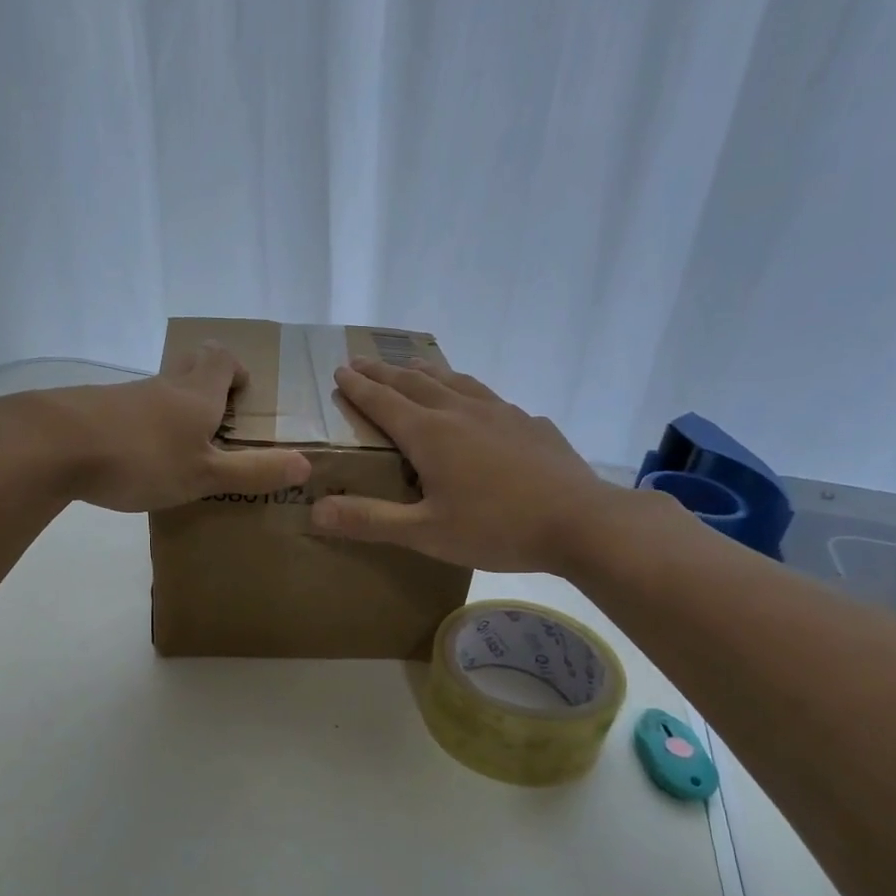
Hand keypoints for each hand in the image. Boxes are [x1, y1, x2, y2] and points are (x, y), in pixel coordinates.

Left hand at [0, 342, 310, 512]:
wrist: (51, 445)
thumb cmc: (141, 458)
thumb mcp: (205, 475)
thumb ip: (254, 472)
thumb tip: (306, 465)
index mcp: (196, 394)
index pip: (221, 359)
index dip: (235, 370)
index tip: (240, 395)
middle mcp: (163, 386)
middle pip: (190, 365)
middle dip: (206, 382)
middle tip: (215, 419)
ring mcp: (124, 394)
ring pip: (158, 390)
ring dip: (173, 408)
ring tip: (177, 448)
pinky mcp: (91, 409)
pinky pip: (127, 409)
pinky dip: (140, 425)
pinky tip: (133, 458)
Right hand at [309, 358, 621, 571]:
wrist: (580, 521)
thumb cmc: (497, 528)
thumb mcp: (426, 534)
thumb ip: (370, 521)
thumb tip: (315, 511)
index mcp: (430, 434)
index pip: (384, 402)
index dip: (358, 387)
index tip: (340, 370)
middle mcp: (461, 412)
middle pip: (415, 383)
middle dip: (384, 373)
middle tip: (362, 362)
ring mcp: (501, 413)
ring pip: (455, 381)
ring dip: (427, 372)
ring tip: (413, 365)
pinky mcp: (530, 424)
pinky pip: (489, 398)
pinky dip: (468, 391)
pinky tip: (479, 404)